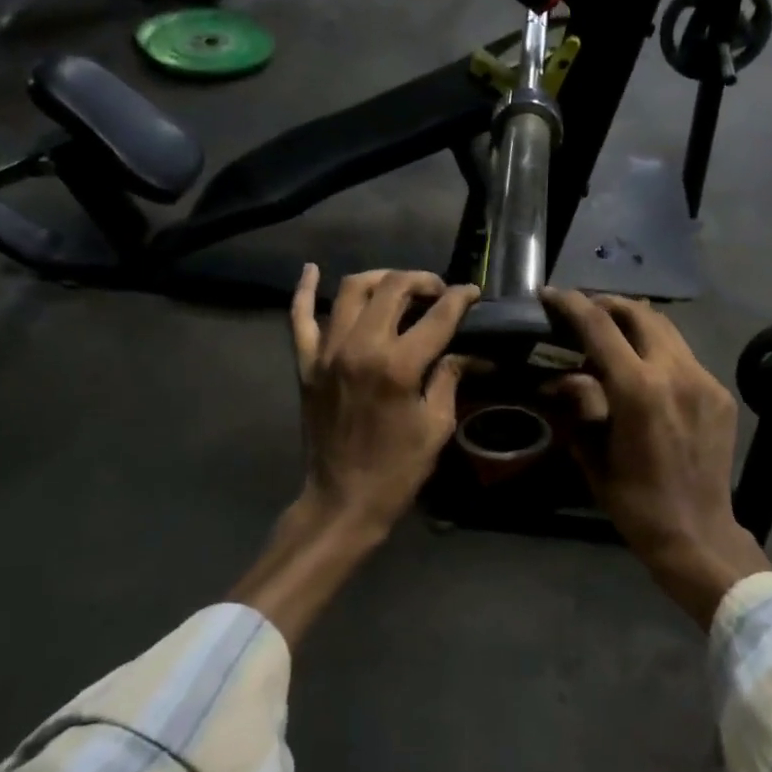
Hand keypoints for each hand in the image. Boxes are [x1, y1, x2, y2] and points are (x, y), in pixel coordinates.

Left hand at [291, 265, 480, 537]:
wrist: (342, 501)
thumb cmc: (397, 469)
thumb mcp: (437, 425)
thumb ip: (448, 378)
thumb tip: (459, 351)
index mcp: (398, 365)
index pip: (437, 315)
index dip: (460, 298)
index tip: (472, 293)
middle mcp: (360, 347)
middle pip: (393, 287)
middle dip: (422, 281)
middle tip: (437, 292)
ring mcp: (327, 352)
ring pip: (351, 290)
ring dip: (380, 278)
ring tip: (398, 286)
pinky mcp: (306, 363)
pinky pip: (300, 317)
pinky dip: (305, 290)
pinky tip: (311, 270)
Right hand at [541, 288, 771, 626]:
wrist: (697, 533)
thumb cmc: (634, 501)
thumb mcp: (592, 453)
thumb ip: (577, 405)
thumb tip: (560, 377)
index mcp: (637, 389)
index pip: (599, 326)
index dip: (571, 304)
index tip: (550, 295)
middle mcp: (674, 372)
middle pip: (638, 312)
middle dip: (605, 304)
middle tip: (581, 311)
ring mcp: (702, 380)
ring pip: (665, 327)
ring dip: (633, 321)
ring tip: (609, 332)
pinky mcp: (718, 392)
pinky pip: (682, 354)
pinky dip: (656, 348)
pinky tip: (642, 367)